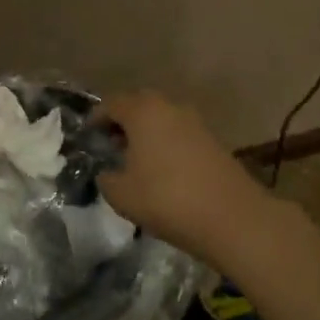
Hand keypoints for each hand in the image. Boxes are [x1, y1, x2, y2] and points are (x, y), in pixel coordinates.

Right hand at [94, 91, 284, 268]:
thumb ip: (107, 179)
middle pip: (139, 104)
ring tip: (136, 159)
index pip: (112, 103)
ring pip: (162, 117)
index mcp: (142, 112)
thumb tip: (108, 172)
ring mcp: (195, 122)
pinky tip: (162, 169)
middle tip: (111, 144)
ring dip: (147, 131)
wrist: (231, 216)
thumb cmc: (167, 199)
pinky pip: (179, 132)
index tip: (88, 134)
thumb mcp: (122, 195)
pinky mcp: (213, 140)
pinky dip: (166, 142)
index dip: (96, 117)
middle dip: (123, 120)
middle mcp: (169, 107)